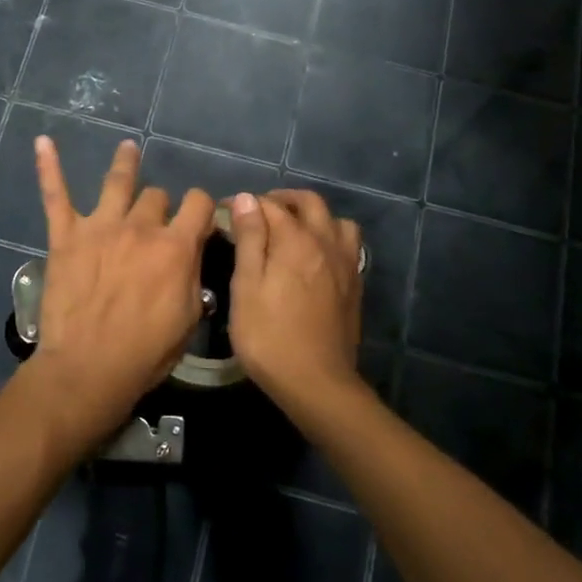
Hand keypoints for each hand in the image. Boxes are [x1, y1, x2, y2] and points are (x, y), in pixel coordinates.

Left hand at [28, 136, 211, 451]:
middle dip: (160, 206)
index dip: (203, 208)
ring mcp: (100, 227)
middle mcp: (140, 227)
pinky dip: (49, 167)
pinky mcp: (66, 236)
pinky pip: (55, 195)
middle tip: (155, 223)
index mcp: (175, 247)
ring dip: (126, 163)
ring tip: (128, 148)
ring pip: (117, 182)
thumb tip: (193, 249)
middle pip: (157, 197)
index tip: (200, 218)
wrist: (88, 368)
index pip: (199, 204)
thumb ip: (193, 275)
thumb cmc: (145, 352)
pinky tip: (43, 142)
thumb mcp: (189, 318)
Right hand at [225, 190, 364, 409]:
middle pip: (309, 203)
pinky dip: (331, 238)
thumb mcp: (246, 286)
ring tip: (293, 231)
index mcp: (295, 240)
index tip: (226, 212)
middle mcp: (326, 242)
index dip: (246, 204)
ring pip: (336, 221)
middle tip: (260, 212)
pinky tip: (316, 257)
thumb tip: (247, 198)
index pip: (269, 205)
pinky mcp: (355, 285)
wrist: (317, 383)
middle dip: (283, 200)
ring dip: (314, 217)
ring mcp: (346, 263)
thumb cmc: (269, 336)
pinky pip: (348, 245)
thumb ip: (249, 239)